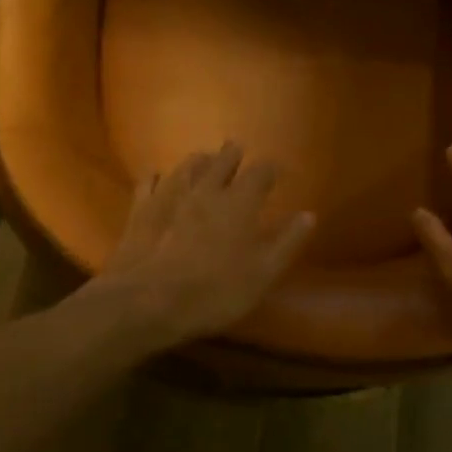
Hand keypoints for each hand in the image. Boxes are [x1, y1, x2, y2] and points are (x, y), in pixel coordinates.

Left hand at [95, 142, 315, 348]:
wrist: (148, 301)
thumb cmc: (215, 291)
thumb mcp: (263, 274)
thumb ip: (288, 242)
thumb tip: (309, 214)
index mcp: (240, 202)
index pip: (261, 172)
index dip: (271, 168)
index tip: (277, 170)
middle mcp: (207, 189)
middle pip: (222, 160)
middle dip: (233, 154)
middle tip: (237, 149)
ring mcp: (171, 195)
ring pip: (187, 165)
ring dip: (199, 160)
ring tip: (204, 158)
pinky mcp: (142, 209)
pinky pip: (149, 182)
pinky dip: (156, 176)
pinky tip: (155, 175)